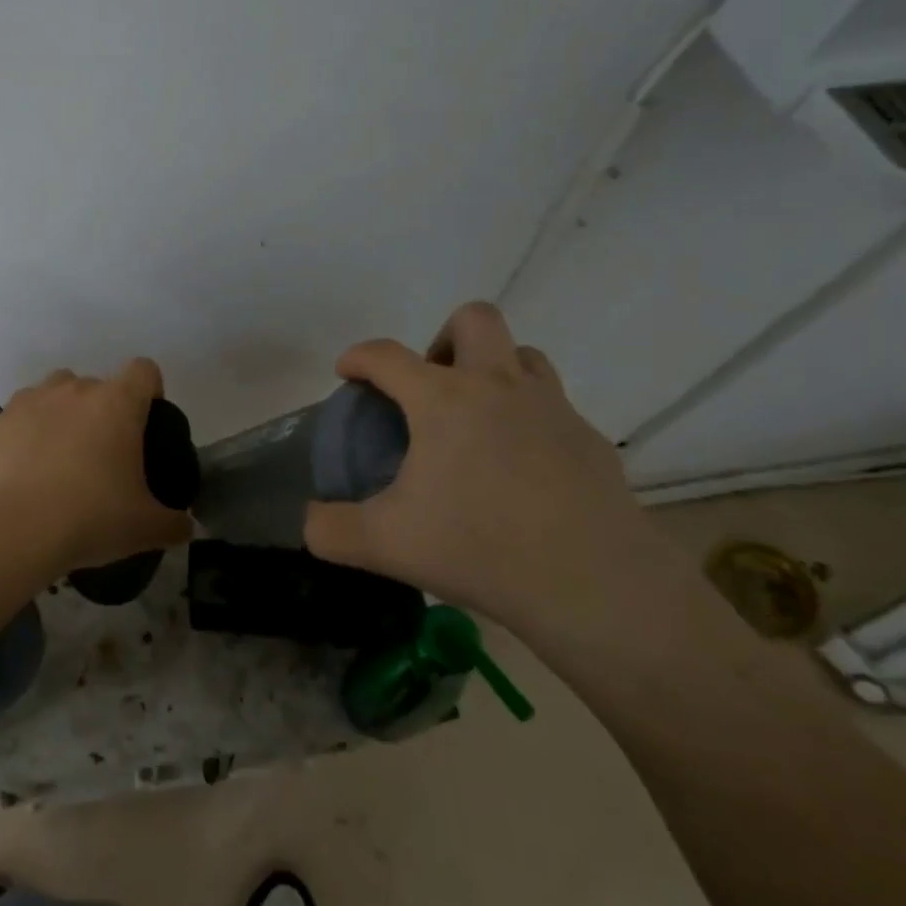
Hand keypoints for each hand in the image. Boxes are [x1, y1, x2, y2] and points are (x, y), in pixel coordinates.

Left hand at [0, 359, 192, 570]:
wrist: (19, 527)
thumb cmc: (92, 517)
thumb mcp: (146, 528)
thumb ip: (174, 523)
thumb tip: (186, 526)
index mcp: (120, 403)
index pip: (144, 370)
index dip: (150, 391)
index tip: (146, 424)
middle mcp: (80, 389)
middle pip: (102, 384)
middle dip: (106, 410)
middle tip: (105, 454)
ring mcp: (39, 397)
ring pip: (62, 388)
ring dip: (69, 409)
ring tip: (66, 450)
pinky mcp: (7, 415)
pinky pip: (29, 407)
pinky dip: (35, 424)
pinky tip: (33, 458)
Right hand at [304, 302, 672, 637]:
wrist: (595, 585)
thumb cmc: (480, 548)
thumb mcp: (385, 545)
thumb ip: (331, 529)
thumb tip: (310, 521)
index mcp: (444, 400)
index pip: (387, 355)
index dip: (359, 357)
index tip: (347, 373)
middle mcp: (498, 386)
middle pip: (473, 320)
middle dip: (442, 339)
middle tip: (429, 389)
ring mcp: (552, 409)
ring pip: (522, 355)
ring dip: (492, 370)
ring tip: (475, 420)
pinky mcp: (589, 440)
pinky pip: (553, 407)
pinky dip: (528, 420)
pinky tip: (521, 470)